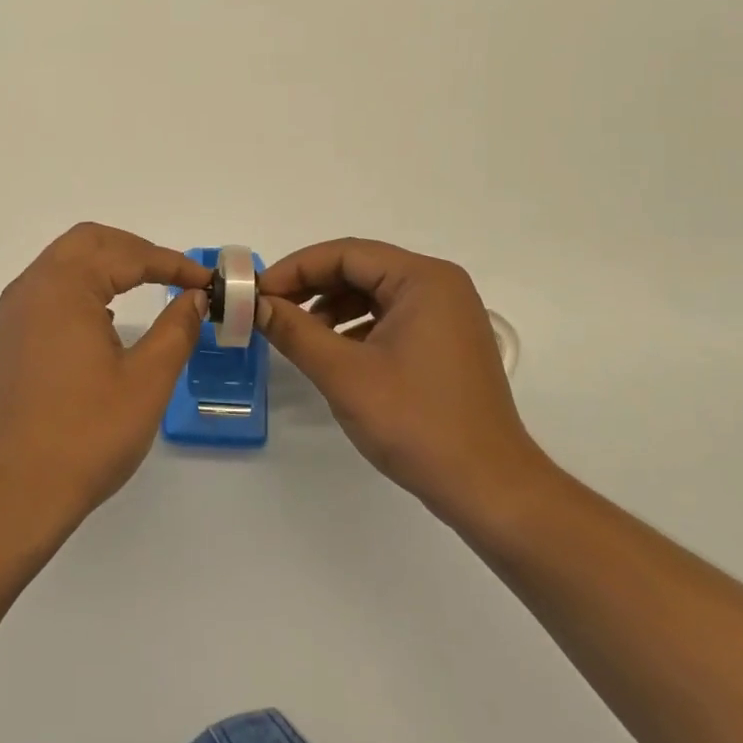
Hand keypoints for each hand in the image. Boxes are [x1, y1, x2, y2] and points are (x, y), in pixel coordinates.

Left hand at [0, 224, 210, 534]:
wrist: (15, 492)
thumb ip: (176, 328)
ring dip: (106, 266)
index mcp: (63, 288)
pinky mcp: (6, 341)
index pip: (126, 255)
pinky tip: (106, 319)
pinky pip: (47, 292)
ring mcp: (12, 315)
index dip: (171, 263)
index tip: (205, 282)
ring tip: (146, 288)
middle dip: (134, 250)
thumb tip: (194, 298)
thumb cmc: (87, 434)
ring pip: (63, 264)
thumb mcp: (147, 380)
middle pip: (87, 242)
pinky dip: (82, 289)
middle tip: (174, 274)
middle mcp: (31, 289)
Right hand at [257, 238, 556, 531]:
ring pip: (373, 294)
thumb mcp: (344, 374)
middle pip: (360, 269)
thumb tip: (255, 304)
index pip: (345, 254)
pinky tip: (332, 353)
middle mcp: (440, 286)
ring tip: (296, 335)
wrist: (487, 488)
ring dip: (330, 308)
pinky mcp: (445, 343)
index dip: (295, 269)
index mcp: (423, 280)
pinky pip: (390, 318)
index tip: (256, 294)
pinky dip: (354, 328)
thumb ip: (294, 331)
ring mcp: (446, 315)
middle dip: (310, 287)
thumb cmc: (415, 423)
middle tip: (268, 311)